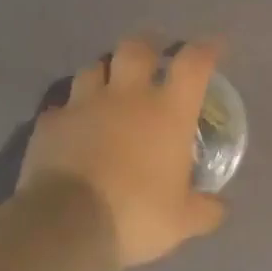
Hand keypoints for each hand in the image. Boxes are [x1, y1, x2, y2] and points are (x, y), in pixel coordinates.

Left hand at [19, 37, 228, 268]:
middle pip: (136, 47)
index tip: (214, 48)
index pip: (193, 63)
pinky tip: (75, 127)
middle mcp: (127, 96)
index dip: (206, 50)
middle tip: (153, 59)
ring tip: (110, 88)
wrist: (65, 225)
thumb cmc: (136, 215)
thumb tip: (221, 208)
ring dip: (107, 73)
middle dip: (148, 46)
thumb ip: (206, 210)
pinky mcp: (50, 122)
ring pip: (94, 67)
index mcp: (168, 112)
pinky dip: (72, 111)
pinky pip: (63, 105)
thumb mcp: (183, 221)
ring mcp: (83, 105)